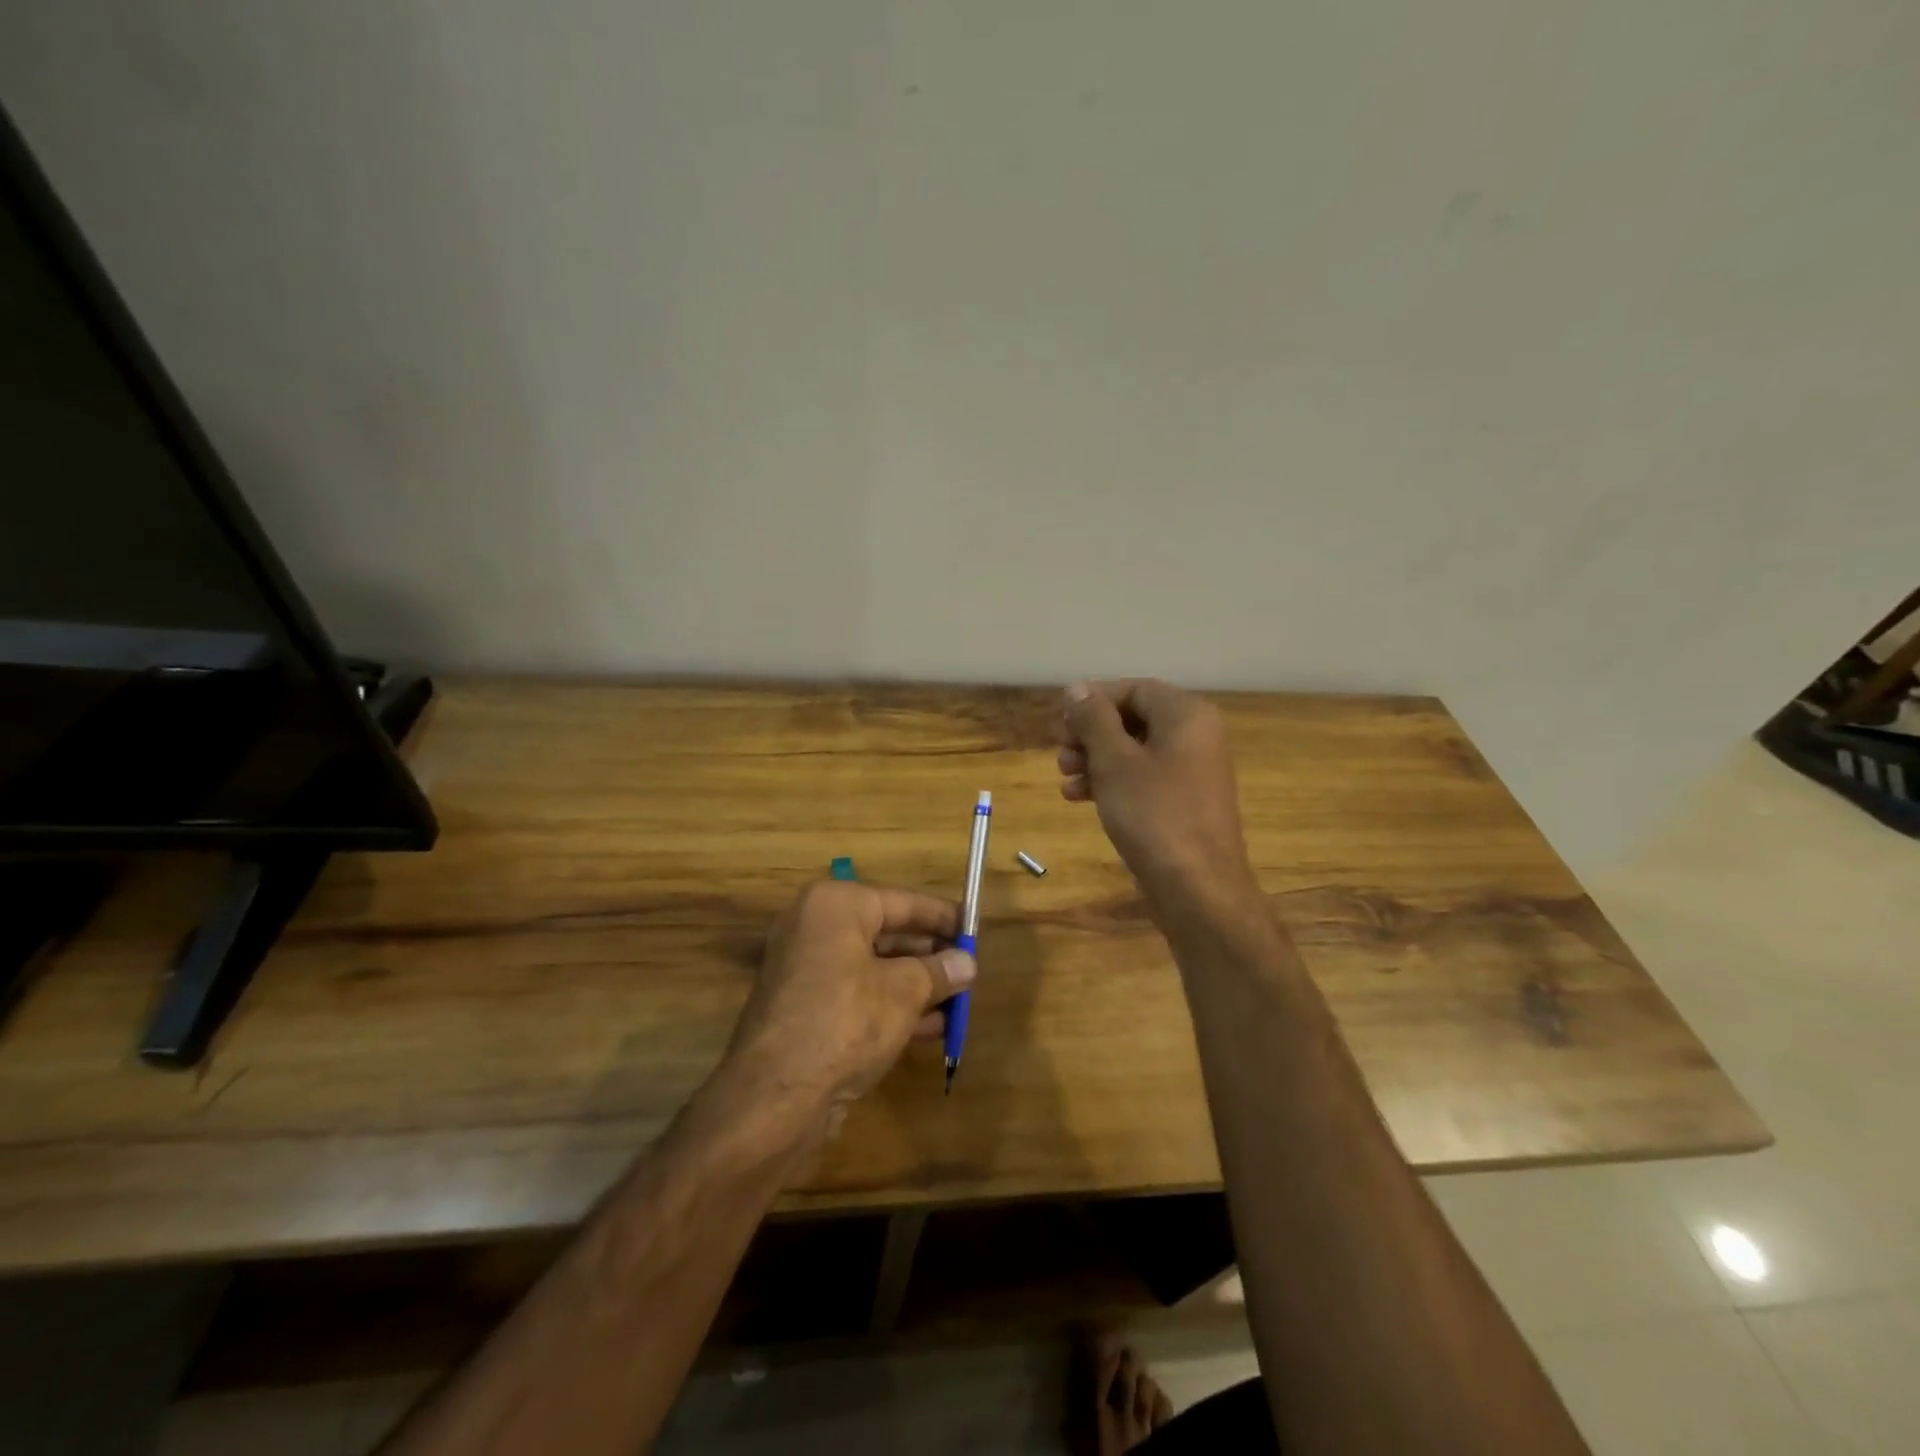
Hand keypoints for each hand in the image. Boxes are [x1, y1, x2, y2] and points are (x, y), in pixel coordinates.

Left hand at [725, 879, 973, 1118]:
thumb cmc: (846, 1021)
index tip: (974, 927)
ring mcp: (805, 970)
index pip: (901, 901)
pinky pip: (857, 994)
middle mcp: (815, 928)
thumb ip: (938, 971)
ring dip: (916, 985)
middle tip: (968, 969)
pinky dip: (891, 1005)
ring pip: (873, 968)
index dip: (941, 917)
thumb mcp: (903, 992)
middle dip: (930, 955)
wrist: (776, 1096)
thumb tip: (966, 963)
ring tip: (958, 1000)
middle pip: (886, 934)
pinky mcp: (804, 1008)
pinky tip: (931, 1027)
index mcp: (835, 906)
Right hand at [1056, 679, 1260, 915]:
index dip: (1093, 700)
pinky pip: (1143, 778)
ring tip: (1064, 777)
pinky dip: (1111, 782)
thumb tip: (1077, 688)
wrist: (1197, 888)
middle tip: (1060, 751)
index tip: (1060, 721)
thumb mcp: (1114, 761)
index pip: (1134, 688)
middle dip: (1091, 733)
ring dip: (1095, 759)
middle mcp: (1195, 736)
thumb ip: (1093, 719)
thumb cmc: (1154, 814)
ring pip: (1134, 751)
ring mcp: (1192, 771)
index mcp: (1187, 715)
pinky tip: (1079, 797)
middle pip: (1133, 718)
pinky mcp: (1183, 802)